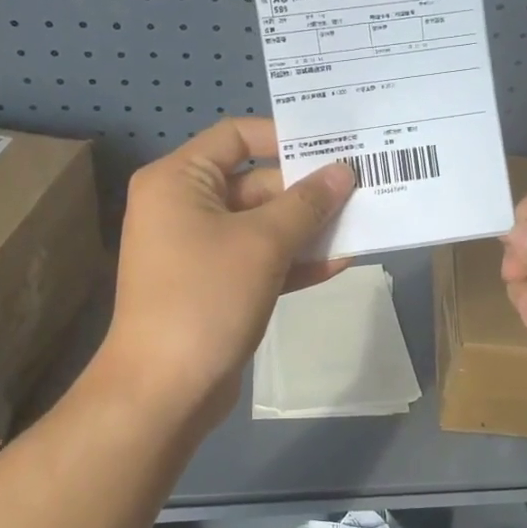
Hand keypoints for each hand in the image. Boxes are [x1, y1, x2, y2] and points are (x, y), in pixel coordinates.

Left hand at [98, 118, 353, 427]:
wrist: (164, 390)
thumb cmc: (206, 298)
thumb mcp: (263, 243)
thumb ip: (306, 203)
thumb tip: (343, 171)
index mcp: (178, 180)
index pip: (236, 136)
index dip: (284, 137)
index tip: (332, 147)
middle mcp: (184, 206)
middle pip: (254, 182)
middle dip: (307, 190)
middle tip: (362, 188)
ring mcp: (199, 249)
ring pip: (262, 225)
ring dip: (308, 227)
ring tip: (362, 222)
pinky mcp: (215, 285)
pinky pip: (259, 260)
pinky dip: (294, 260)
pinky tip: (340, 262)